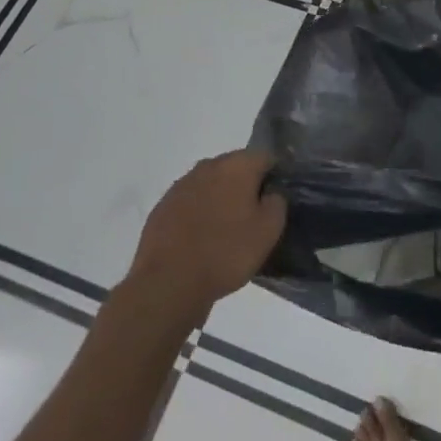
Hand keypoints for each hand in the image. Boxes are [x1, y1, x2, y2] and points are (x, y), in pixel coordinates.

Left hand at [125, 150, 286, 319]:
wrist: (168, 283)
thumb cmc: (225, 253)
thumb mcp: (268, 232)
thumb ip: (277, 203)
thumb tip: (271, 193)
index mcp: (237, 165)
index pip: (265, 157)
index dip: (274, 175)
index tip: (275, 199)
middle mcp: (209, 165)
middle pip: (235, 167)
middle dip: (245, 185)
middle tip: (252, 216)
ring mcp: (182, 184)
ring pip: (210, 184)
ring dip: (219, 198)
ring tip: (224, 230)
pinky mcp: (163, 206)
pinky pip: (189, 202)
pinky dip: (197, 213)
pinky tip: (199, 239)